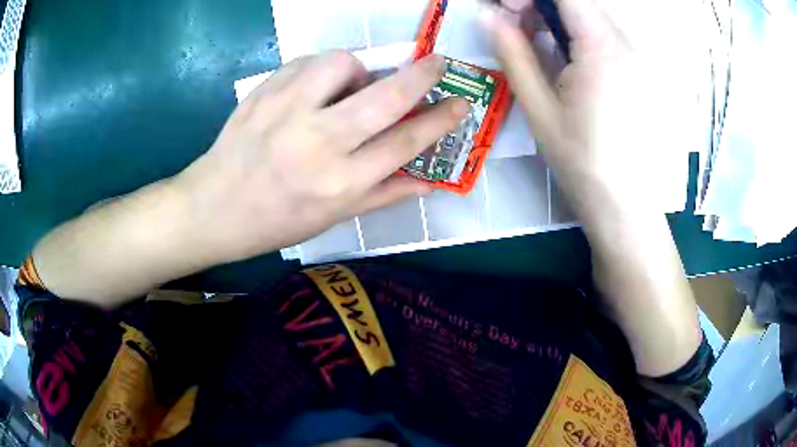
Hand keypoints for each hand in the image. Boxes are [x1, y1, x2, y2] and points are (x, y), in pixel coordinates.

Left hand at [173, 52, 468, 264]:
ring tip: (352, 84)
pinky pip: (306, 62)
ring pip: (341, 64)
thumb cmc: (276, 220)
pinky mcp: (263, 93)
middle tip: (437, 62)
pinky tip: (317, 85)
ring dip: (360, 67)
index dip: (439, 120)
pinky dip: (322, 68)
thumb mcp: (333, 217)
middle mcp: (317, 143)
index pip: (404, 143)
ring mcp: (286, 112)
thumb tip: (430, 182)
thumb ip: (384, 194)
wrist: (214, 207)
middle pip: (384, 97)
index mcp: (338, 183)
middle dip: (421, 74)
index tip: (461, 103)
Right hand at [481, 0, 656, 205]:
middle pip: (582, 1)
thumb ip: (514, 53)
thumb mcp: (540, 107)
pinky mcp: (643, 70)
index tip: (507, 10)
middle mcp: (627, 43)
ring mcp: (640, 56)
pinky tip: (572, 59)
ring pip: (595, 14)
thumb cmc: (581, 163)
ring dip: (562, 17)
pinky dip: (583, 33)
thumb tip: (488, 15)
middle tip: (521, 26)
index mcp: (601, 48)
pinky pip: (610, 33)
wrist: (626, 205)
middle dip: (544, 4)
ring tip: (544, 44)